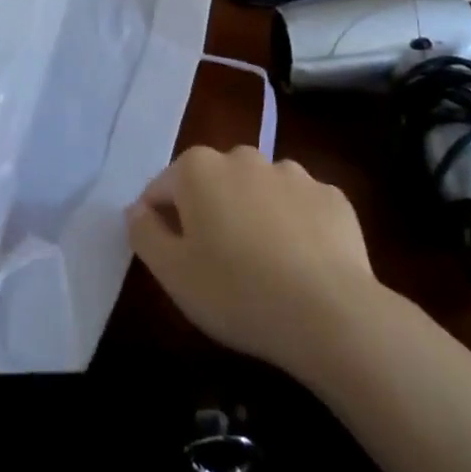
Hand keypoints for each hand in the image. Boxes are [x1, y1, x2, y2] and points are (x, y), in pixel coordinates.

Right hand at [128, 146, 383, 380]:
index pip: (162, 188)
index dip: (160, 222)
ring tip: (264, 265)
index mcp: (198, 169)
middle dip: (209, 213)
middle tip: (217, 263)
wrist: (330, 314)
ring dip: (253, 215)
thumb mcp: (171, 272)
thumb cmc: (236, 291)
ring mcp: (293, 173)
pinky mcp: (332, 197)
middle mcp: (244, 157)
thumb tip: (138, 210)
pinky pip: (301, 208)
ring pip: (259, 191)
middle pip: (213, 183)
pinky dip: (296, 227)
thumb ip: (144, 233)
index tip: (172, 258)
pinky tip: (302, 265)